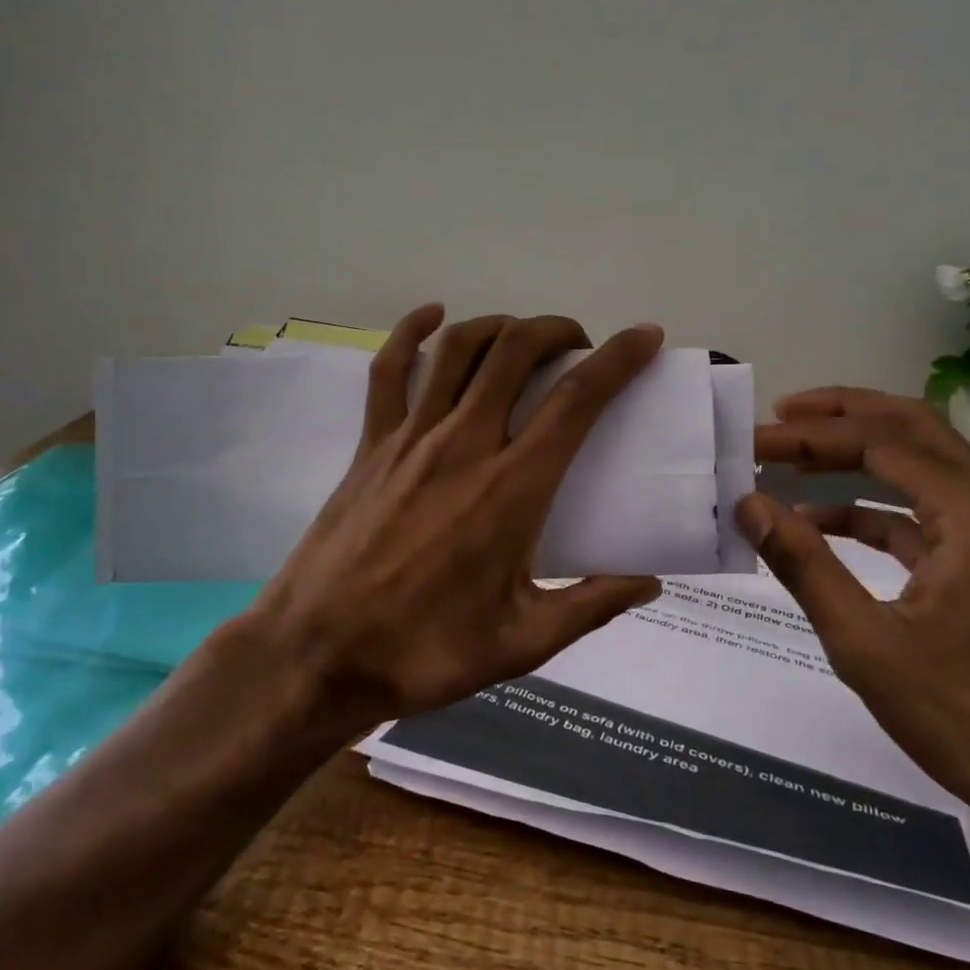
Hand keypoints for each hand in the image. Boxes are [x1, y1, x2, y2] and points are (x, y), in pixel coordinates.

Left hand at [241, 304, 665, 730]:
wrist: (318, 654)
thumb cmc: (425, 650)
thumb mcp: (523, 643)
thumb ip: (592, 606)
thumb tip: (650, 582)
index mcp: (511, 488)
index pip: (576, 400)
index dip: (618, 359)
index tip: (644, 337)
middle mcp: (464, 444)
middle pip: (516, 351)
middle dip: (557, 330)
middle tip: (579, 348)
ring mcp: (411, 437)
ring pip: (459, 348)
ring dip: (500, 327)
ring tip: (522, 338)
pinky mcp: (371, 443)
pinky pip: (390, 370)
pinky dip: (411, 332)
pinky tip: (432, 315)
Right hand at [743, 388, 969, 909]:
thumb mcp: (867, 644)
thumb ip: (803, 564)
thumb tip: (748, 504)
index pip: (878, 443)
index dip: (808, 435)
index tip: (752, 440)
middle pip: (909, 429)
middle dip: (840, 417)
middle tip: (778, 416)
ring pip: (919, 465)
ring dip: (855, 455)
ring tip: (792, 454)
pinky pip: (924, 512)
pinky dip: (872, 506)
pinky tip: (822, 521)